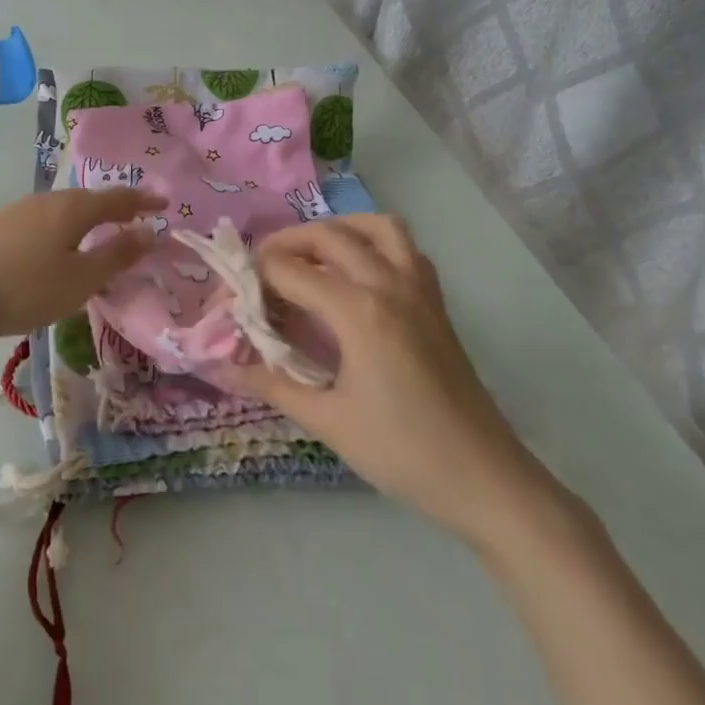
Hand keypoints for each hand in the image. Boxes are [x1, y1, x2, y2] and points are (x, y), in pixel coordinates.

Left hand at [0, 187, 166, 348]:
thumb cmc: (26, 290)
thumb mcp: (81, 279)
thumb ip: (117, 254)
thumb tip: (150, 231)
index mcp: (72, 208)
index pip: (117, 198)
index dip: (143, 200)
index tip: (164, 203)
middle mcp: (46, 200)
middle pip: (87, 200)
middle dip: (113, 208)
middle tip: (133, 219)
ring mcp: (16, 211)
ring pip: (61, 210)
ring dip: (85, 220)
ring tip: (96, 235)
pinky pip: (40, 221)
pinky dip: (60, 230)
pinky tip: (53, 249)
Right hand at [217, 215, 555, 544]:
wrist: (484, 478)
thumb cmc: (402, 452)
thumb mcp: (328, 421)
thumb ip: (271, 385)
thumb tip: (220, 367)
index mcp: (358, 311)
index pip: (287, 270)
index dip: (249, 280)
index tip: (227, 301)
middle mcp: (388, 283)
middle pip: (325, 235)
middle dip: (283, 244)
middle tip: (257, 273)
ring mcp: (418, 287)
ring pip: (373, 227)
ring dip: (335, 231)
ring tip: (309, 258)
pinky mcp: (435, 300)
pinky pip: (404, 247)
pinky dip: (373, 243)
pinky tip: (357, 275)